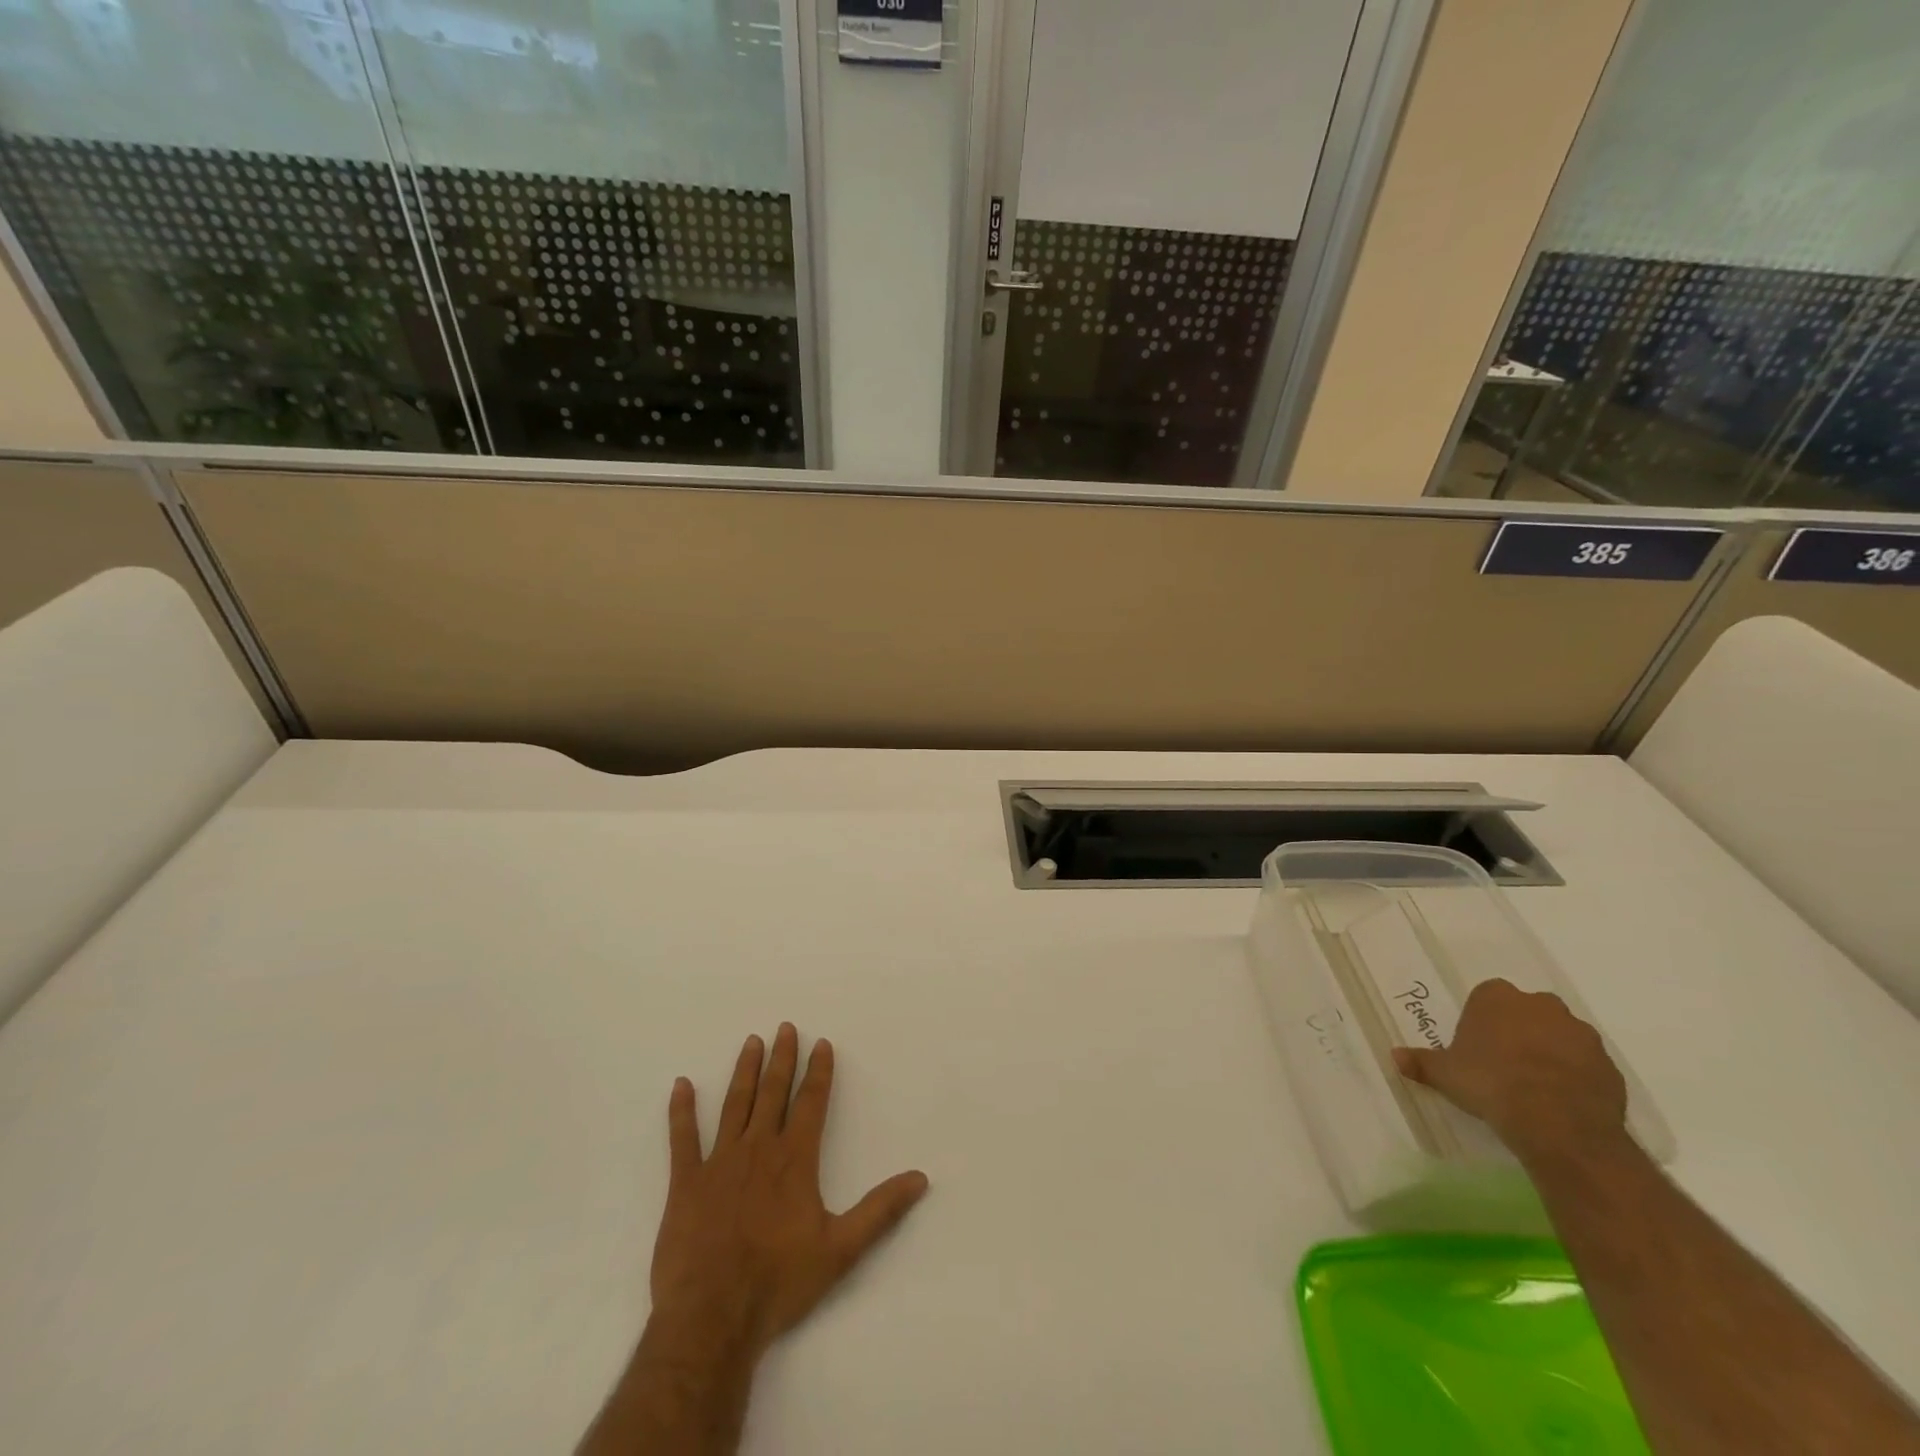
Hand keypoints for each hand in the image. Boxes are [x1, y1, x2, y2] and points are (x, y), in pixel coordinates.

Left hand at [649, 1024, 929, 1360]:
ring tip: (751, 1042)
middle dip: (782, 1059)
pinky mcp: (686, 1183)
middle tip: (785, 1027)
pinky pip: (682, 1139)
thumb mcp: (841, 1249)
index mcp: (795, 1159)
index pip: (810, 1102)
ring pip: (735, 1104)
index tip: (821, 1043)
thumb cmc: (779, 1282)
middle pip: (772, 1092)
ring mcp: (719, 1162)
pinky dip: (681, 1111)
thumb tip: (920, 1178)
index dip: (818, 1071)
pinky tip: (681, 1085)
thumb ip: (880, 1210)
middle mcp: (758, 1149)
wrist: (712, 1318)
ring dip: (745, 1071)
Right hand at [1394, 978, 1628, 1165]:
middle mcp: (1541, 1005)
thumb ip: (1421, 1062)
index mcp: (1497, 997)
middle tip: (1503, 1063)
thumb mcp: (1445, 1074)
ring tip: (1534, 1086)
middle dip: (1518, 1031)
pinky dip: (1575, 1076)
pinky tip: (1560, 1101)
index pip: (1487, 996)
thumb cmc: (1490, 1083)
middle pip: (1526, 1011)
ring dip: (1550, 1052)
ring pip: (1560, 1036)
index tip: (1476, 1046)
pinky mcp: (1609, 1066)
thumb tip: (1395, 1056)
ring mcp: (1580, 1034)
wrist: (1557, 1123)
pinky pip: (1586, 1065)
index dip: (1481, 1021)